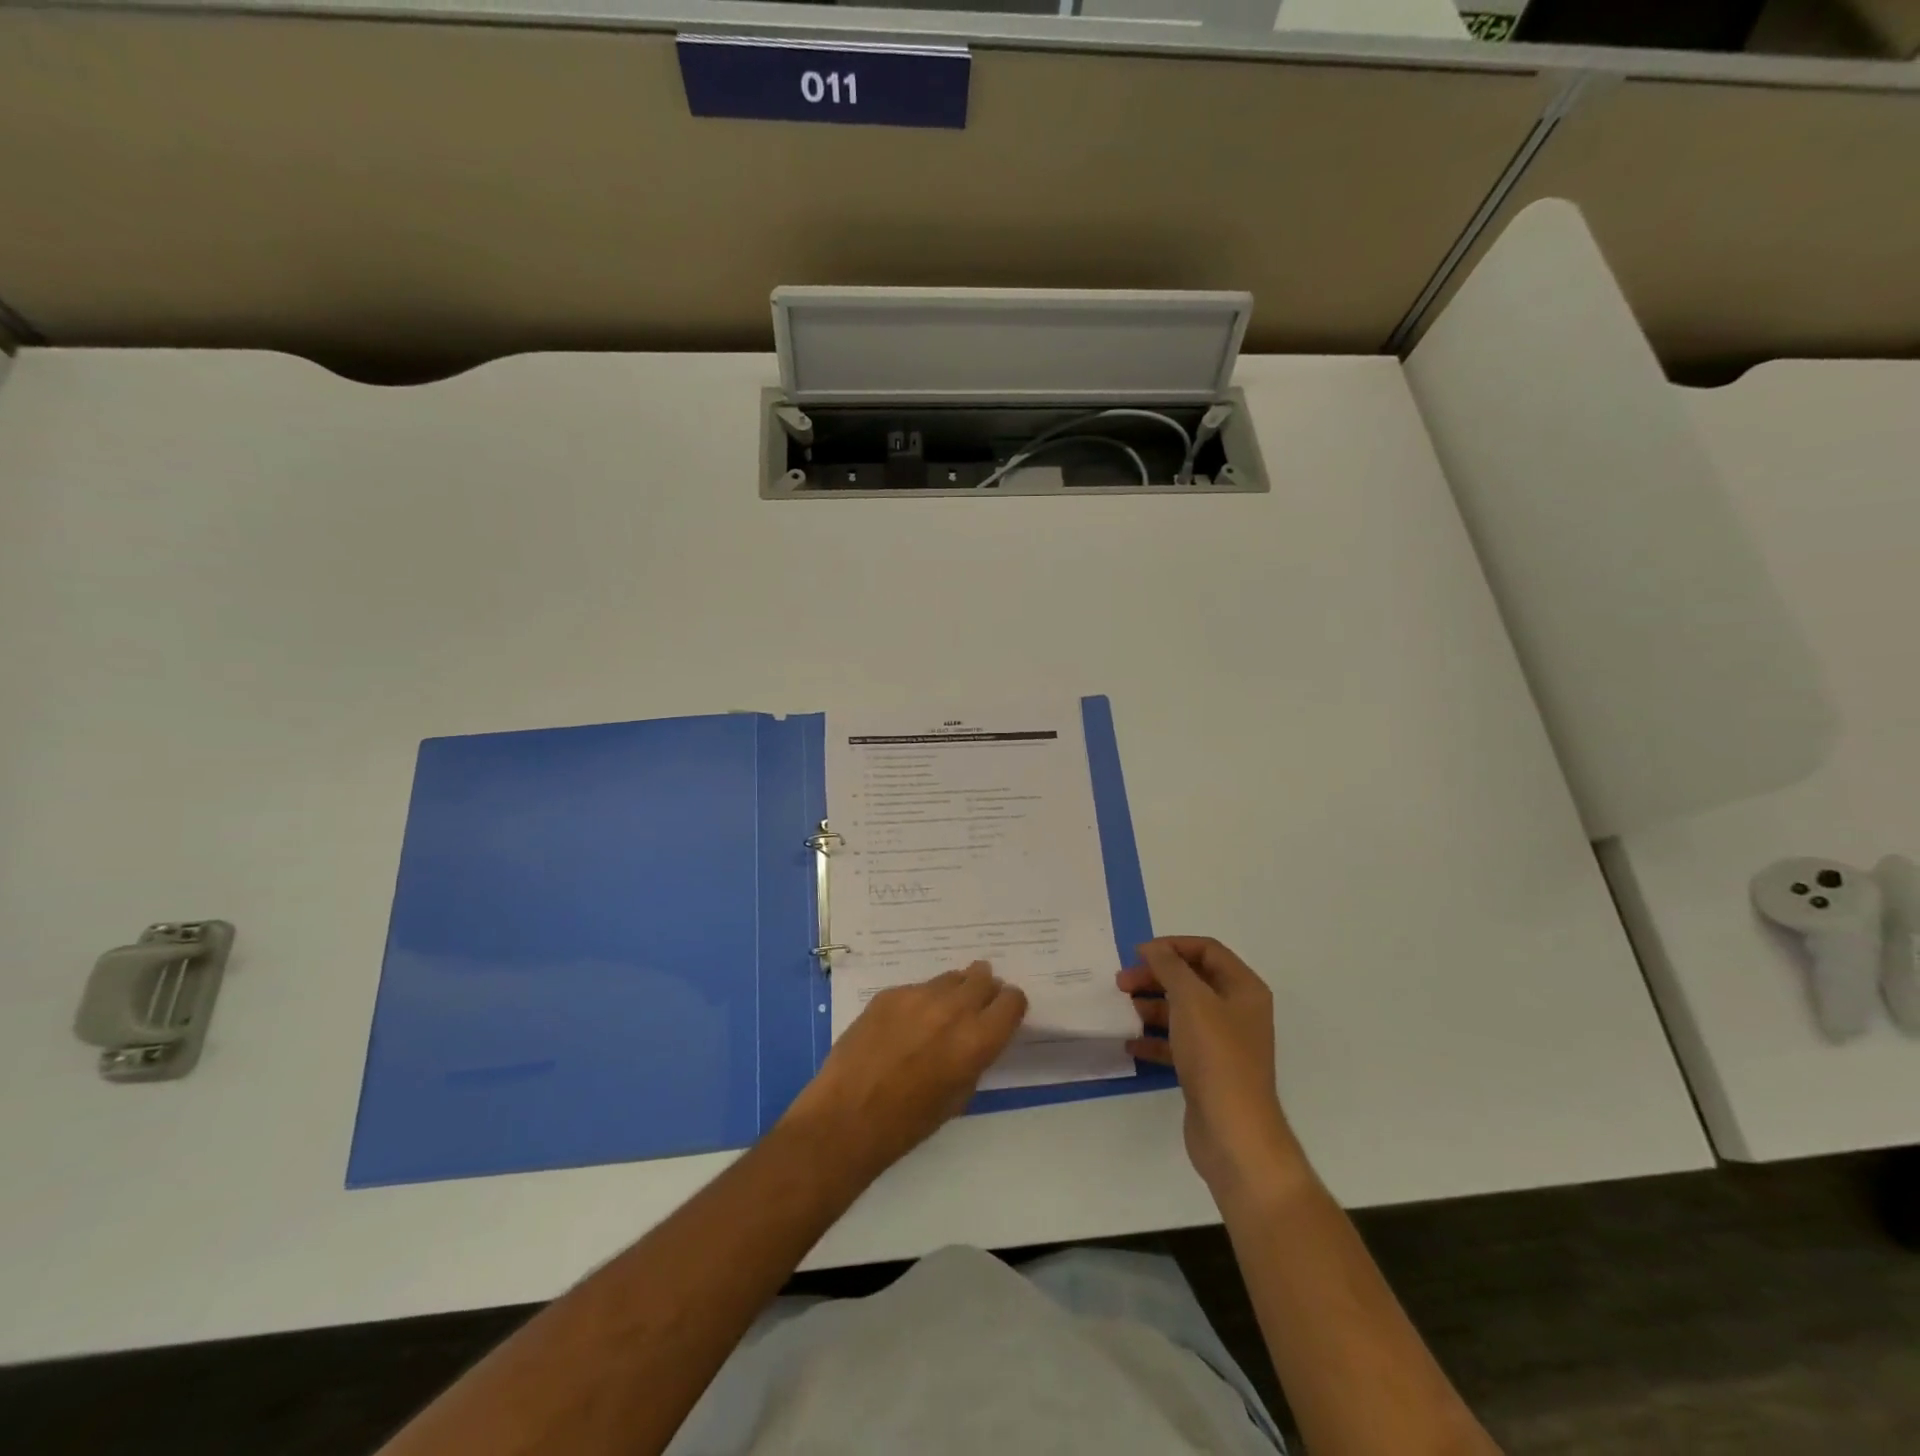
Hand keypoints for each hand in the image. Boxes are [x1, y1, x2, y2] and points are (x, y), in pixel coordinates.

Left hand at [781, 962, 1027, 1182]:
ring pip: (950, 978)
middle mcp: (953, 1008)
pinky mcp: (889, 993)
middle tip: (974, 1007)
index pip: (1012, 1000)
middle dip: (984, 990)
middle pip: (983, 978)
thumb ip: (975, 1057)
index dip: (1009, 1007)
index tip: (1002, 1015)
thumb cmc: (909, 1122)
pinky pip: (917, 989)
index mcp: (977, 1039)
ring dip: (953, 992)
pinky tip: (903, 1026)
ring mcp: (918, 996)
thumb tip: (977, 1036)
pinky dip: (919, 1002)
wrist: (847, 1117)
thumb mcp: (959, 1095)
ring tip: (938, 1015)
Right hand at [1119, 937, 1307, 1198]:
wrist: (1233, 1132)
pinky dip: (1155, 1039)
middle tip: (1122, 982)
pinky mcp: (1207, 1070)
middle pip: (1192, 980)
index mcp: (1243, 988)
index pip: (1207, 950)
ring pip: (1182, 1011)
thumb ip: (1169, 967)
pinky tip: (1131, 1042)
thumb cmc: (1216, 1056)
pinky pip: (1177, 1043)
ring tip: (1125, 1009)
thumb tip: (1153, 948)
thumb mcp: (1191, 1000)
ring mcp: (1223, 1043)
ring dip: (1152, 1006)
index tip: (1137, 954)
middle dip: (1156, 976)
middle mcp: (1237, 1011)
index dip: (1172, 946)